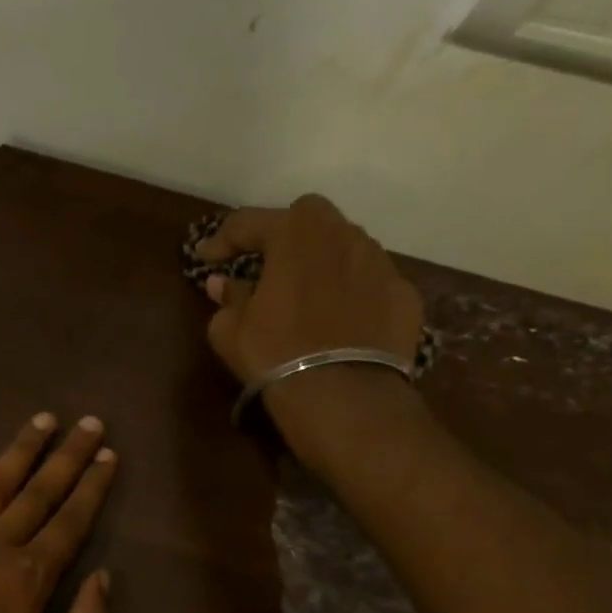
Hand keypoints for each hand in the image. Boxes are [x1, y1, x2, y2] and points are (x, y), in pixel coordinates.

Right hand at [197, 195, 425, 472]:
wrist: (343, 396)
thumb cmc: (275, 354)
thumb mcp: (230, 330)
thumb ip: (227, 298)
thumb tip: (222, 283)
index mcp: (294, 234)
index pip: (248, 223)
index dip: (222, 240)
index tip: (206, 258)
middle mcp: (342, 235)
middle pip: (308, 216)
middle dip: (283, 233)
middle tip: (265, 262)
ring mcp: (380, 262)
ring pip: (345, 246)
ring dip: (321, 261)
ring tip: (306, 292)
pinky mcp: (404, 294)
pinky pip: (369, 281)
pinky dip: (351, 291)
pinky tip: (339, 319)